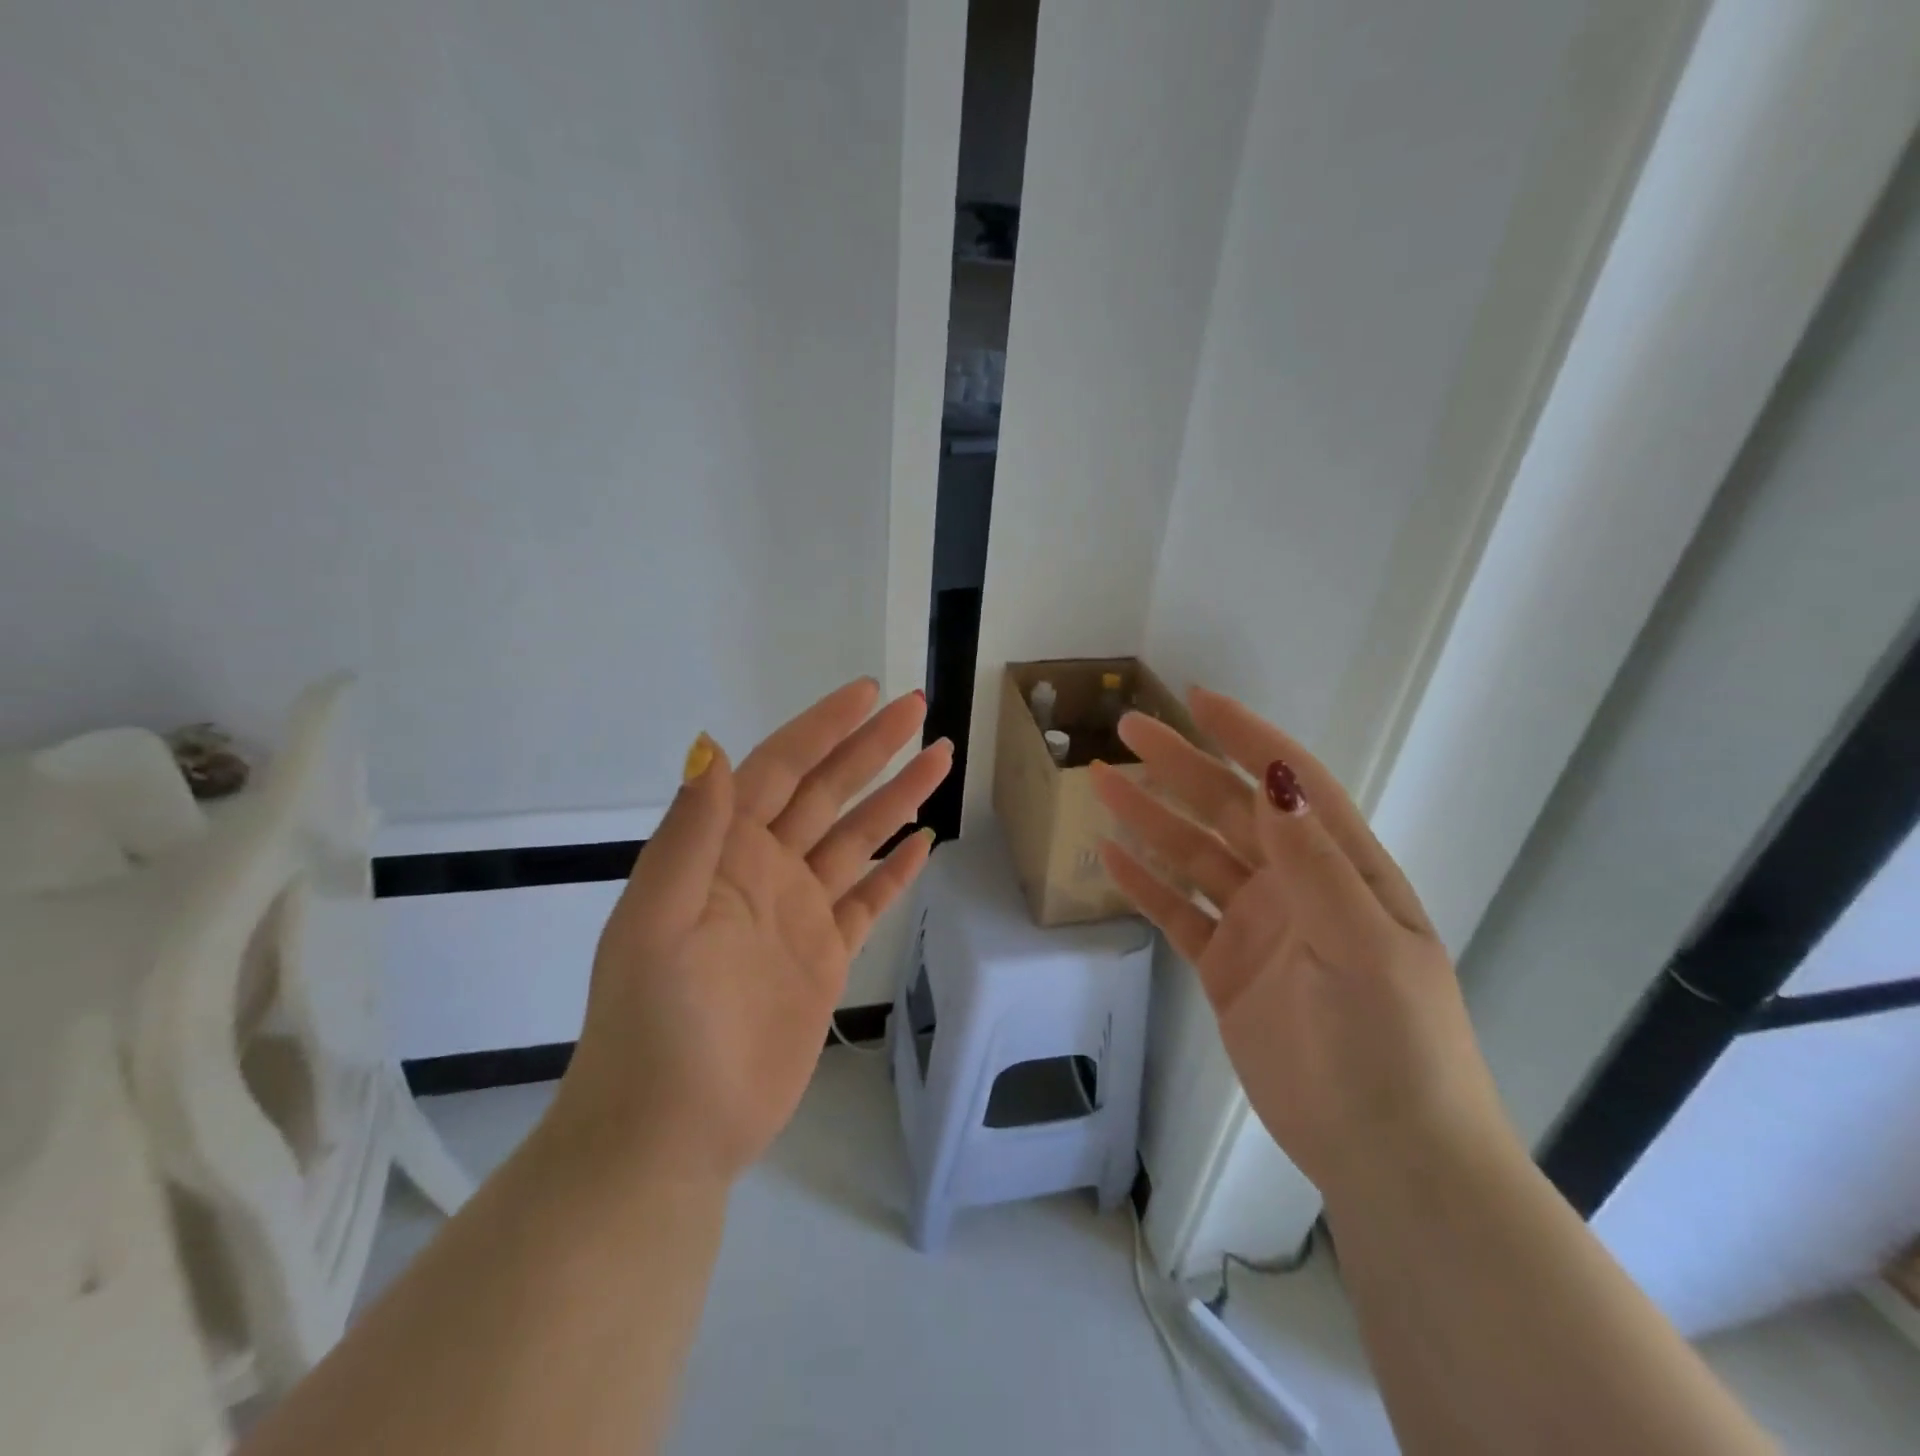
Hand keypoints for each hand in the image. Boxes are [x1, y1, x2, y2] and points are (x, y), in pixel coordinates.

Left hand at [548, 679, 951, 1185]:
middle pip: (828, 793)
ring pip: (856, 840)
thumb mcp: (657, 922)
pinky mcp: (824, 959)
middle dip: (871, 749)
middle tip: (919, 710)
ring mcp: (798, 914)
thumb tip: (714, 749)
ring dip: (896, 799)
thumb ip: (691, 835)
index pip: (780, 770)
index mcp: (723, 853)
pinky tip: (923, 844)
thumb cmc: (657, 1025)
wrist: (671, 1133)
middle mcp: (764, 871)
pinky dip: (894, 872)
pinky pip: (867, 902)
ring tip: (939, 759)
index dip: (822, 728)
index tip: (867, 693)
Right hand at [1091, 687, 1513, 1198]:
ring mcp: (1258, 927)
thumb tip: (1274, 779)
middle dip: (1181, 767)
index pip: (1290, 785)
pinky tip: (1110, 857)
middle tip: (1129, 731)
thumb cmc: (1394, 1045)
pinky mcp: (1226, 968)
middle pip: (1229, 811)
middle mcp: (1297, 887)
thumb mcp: (1363, 946)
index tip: (1198, 701)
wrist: (1388, 1157)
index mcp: (1343, 870)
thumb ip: (1314, 864)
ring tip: (1101, 782)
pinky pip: (1178, 913)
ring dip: (1150, 819)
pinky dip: (1145, 885)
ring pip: (1194, 857)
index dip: (1247, 739)